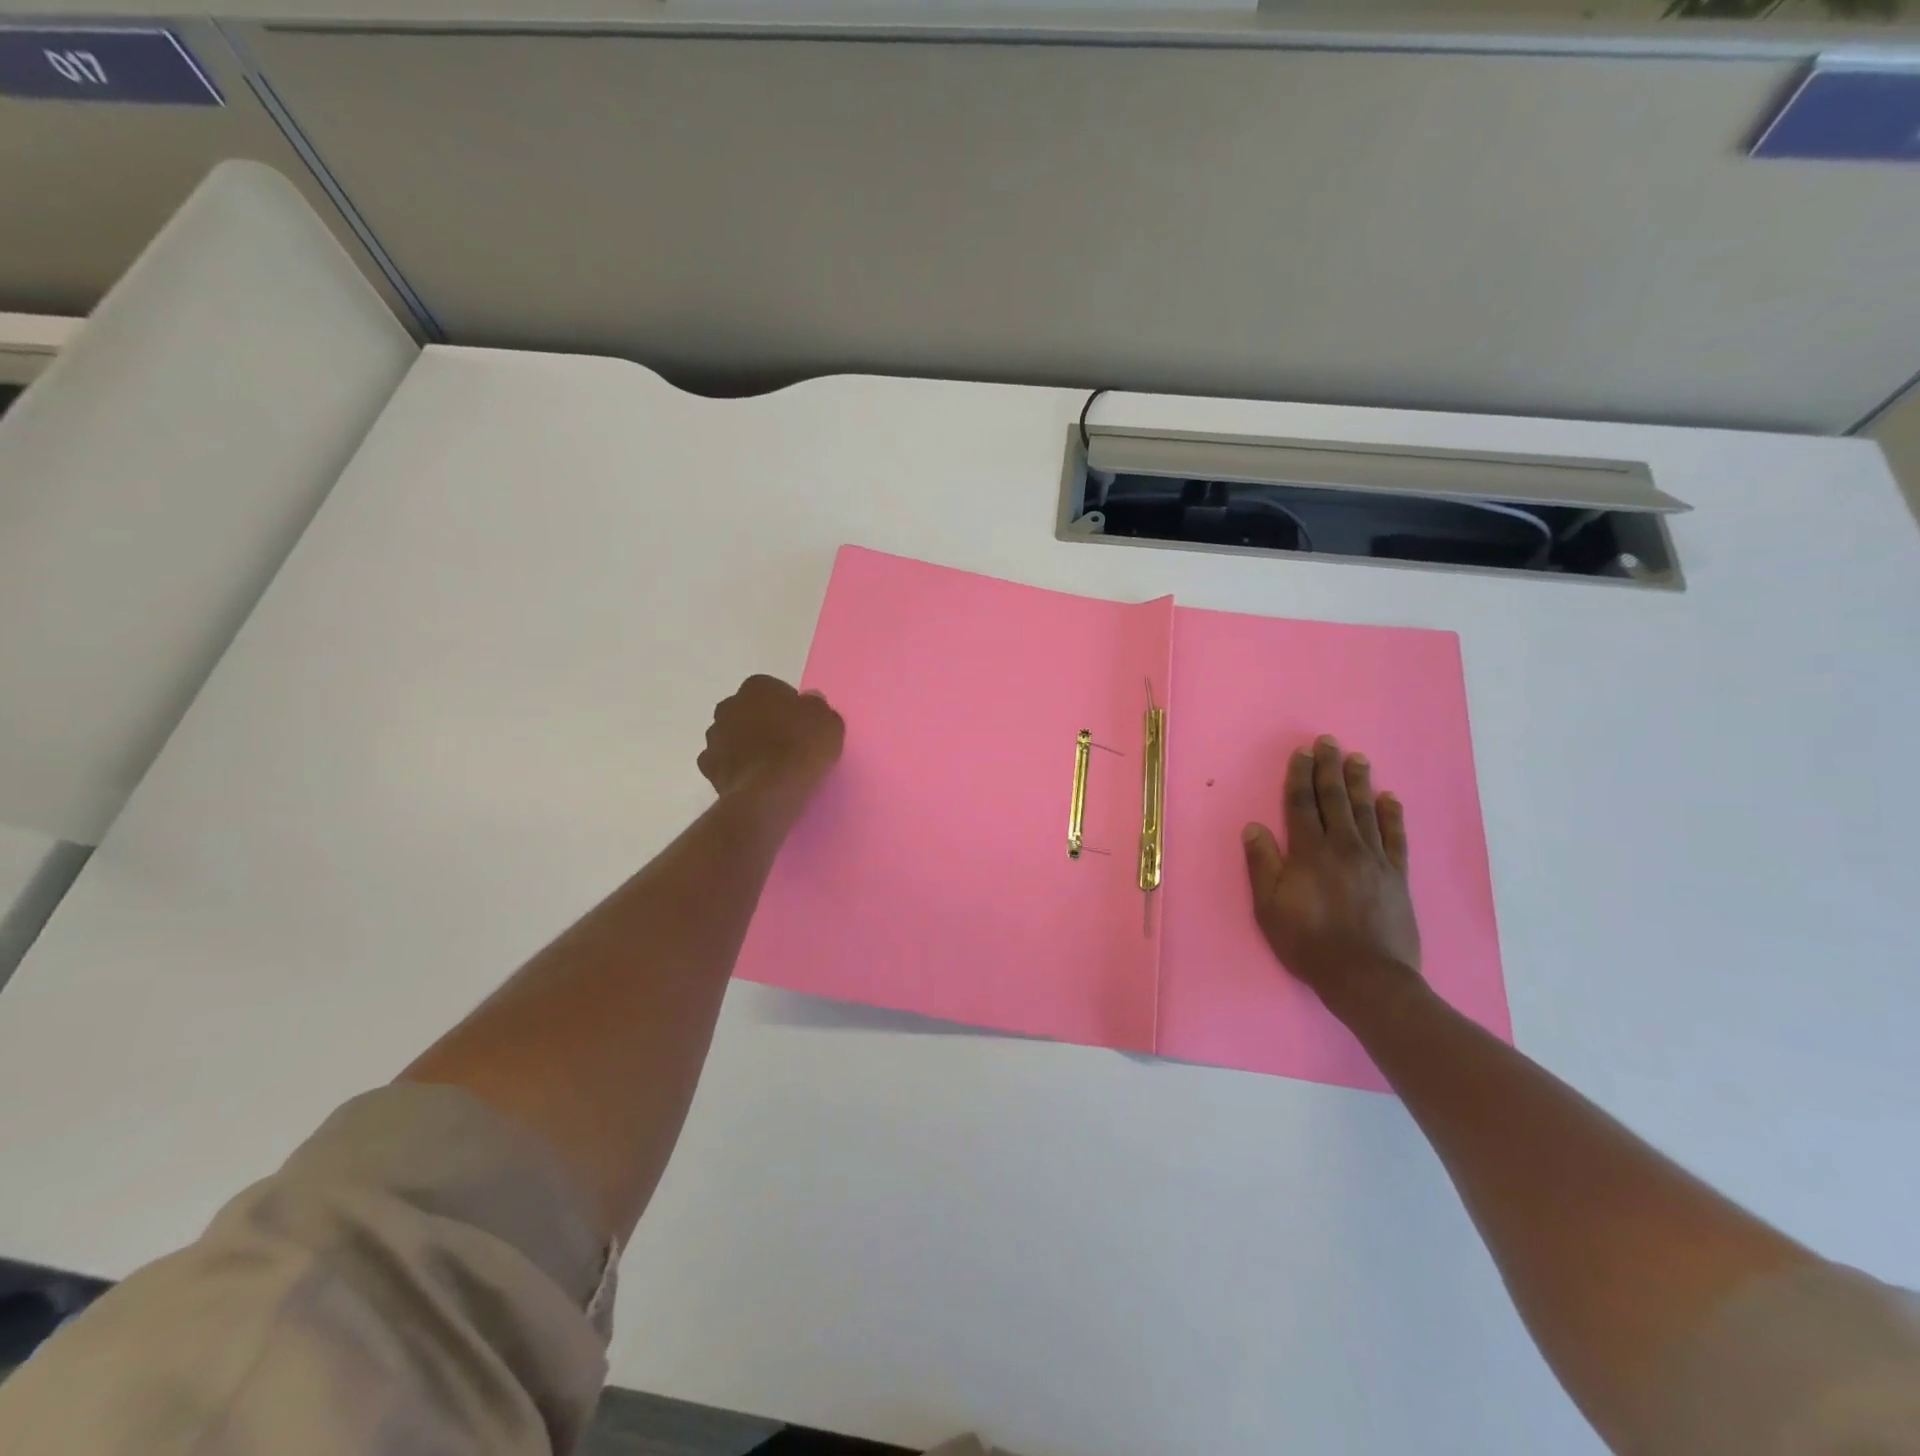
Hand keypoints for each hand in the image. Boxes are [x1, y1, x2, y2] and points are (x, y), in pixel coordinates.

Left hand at [698, 675, 844, 810]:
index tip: (800, 726)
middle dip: (762, 723)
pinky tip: (754, 779)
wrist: (770, 790)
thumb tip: (808, 702)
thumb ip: (816, 706)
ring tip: (770, 766)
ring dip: (746, 744)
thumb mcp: (829, 722)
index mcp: (757, 687)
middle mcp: (729, 705)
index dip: (788, 708)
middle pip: (749, 711)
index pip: (773, 690)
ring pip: (733, 736)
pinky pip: (724, 762)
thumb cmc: (802, 747)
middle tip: (785, 743)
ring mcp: (714, 736)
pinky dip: (735, 768)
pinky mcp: (708, 765)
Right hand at [1242, 735, 1421, 1004]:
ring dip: (1360, 783)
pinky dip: (1392, 815)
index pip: (1301, 805)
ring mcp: (1374, 860)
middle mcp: (1343, 847)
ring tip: (1357, 758)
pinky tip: (1390, 798)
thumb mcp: (1269, 907)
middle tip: (1329, 742)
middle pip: (1334, 800)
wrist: (1365, 977)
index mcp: (1309, 852)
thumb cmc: (1308, 942)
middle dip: (1329, 769)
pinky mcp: (1397, 876)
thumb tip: (1254, 827)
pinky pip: (1395, 838)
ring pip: (1366, 811)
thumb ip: (1262, 864)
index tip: (1302, 753)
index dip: (1300, 777)